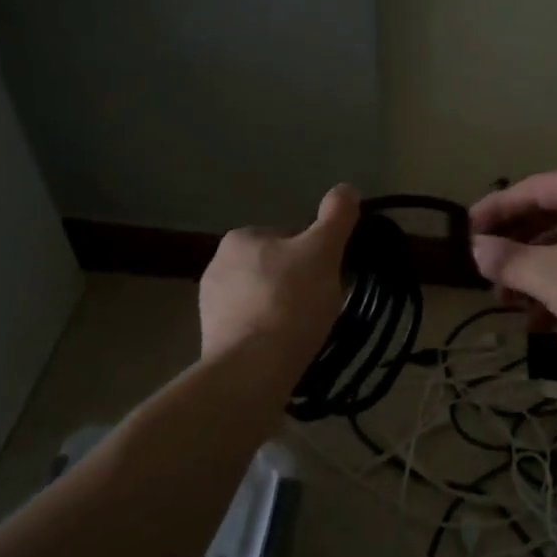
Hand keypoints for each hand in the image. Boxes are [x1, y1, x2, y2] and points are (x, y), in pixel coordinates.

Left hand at [199, 184, 359, 371]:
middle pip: (275, 270)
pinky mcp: (212, 339)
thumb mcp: (323, 252)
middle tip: (323, 307)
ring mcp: (211, 306)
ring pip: (263, 300)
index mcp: (240, 238)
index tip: (331, 278)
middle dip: (299, 285)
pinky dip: (270, 335)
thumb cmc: (290, 301)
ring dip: (284, 311)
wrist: (253, 367)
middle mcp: (217, 265)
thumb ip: (336, 217)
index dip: (315, 256)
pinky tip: (286, 349)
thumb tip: (346, 188)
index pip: (288, 238)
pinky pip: (252, 329)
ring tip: (307, 333)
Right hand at [469, 167, 556, 383]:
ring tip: (505, 301)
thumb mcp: (553, 277)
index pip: (534, 189)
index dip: (495, 210)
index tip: (465, 232)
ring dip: (534, 271)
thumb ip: (508, 259)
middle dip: (515, 247)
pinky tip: (537, 320)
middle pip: (551, 216)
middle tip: (484, 270)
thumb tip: (475, 248)